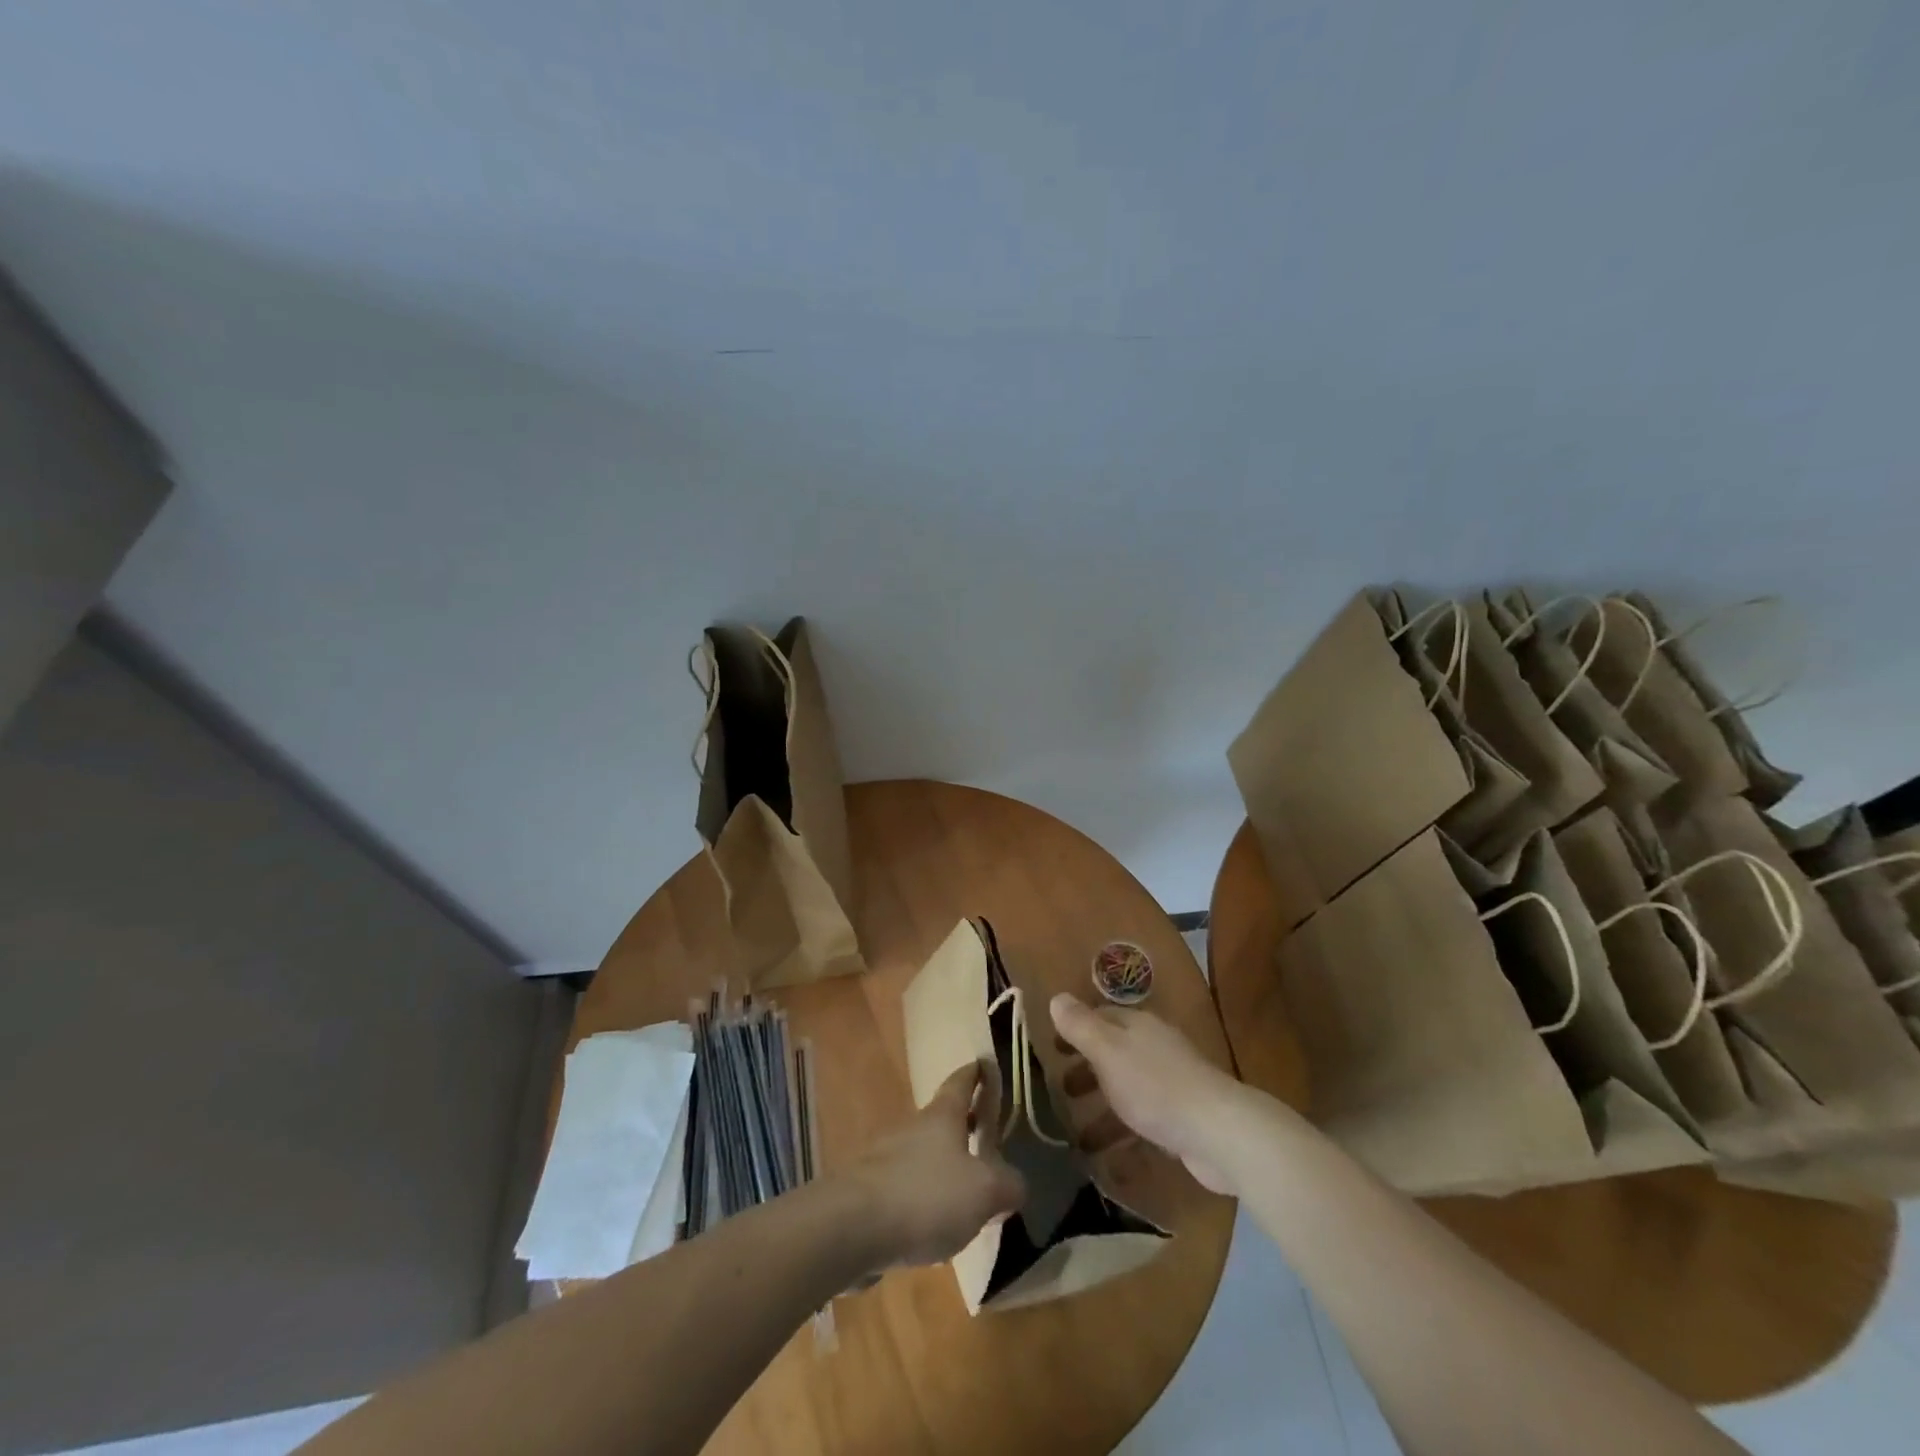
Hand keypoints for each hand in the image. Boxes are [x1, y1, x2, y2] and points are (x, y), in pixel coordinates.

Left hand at [844, 1061, 1025, 1269]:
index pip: (961, 1082)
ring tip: (965, 1189)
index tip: (984, 1063)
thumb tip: (1015, 1184)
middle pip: (941, 1119)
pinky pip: (905, 1188)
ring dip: (942, 1164)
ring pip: (922, 1154)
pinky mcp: (869, 1194)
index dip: (975, 1073)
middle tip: (985, 1132)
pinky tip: (932, 1224)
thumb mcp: (984, 1191)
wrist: (850, 1227)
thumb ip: (1007, 1185)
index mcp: (942, 1117)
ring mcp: (886, 1159)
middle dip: (963, 1124)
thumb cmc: (924, 1195)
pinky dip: (922, 1197)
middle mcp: (913, 1129)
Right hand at [1050, 993, 1252, 1194]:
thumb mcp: (1108, 1051)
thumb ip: (1081, 1026)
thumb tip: (1057, 997)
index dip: (1075, 1029)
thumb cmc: (1155, 1086)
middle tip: (1060, 1090)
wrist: (1218, 1132)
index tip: (1051, 1047)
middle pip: (1114, 1053)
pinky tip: (1108, 1162)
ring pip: (1127, 1090)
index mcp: (1138, 1026)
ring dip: (1102, 1109)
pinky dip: (1124, 1137)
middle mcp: (1155, 1048)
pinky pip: (1144, 1122)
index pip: (1101, 1017)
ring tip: (1077, 1136)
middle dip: (1087, 1070)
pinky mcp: (1182, 1119)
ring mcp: (1171, 1084)